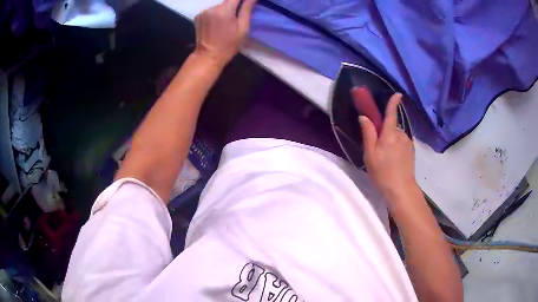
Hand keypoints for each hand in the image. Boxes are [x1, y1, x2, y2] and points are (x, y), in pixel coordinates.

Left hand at [194, 0, 256, 67]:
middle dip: (233, 7)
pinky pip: (211, 11)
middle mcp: (212, 8)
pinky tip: (216, 24)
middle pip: (227, 1)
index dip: (242, 0)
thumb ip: (247, 10)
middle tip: (235, 19)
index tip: (245, 4)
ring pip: (219, 6)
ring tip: (225, 23)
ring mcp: (203, 12)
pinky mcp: (198, 16)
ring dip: (224, 11)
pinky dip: (215, 15)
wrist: (208, 56)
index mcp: (224, 10)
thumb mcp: (243, 28)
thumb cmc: (229, 44)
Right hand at [358, 93, 416, 205]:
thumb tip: (364, 117)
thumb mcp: (370, 154)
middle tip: (377, 148)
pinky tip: (393, 160)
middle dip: (385, 132)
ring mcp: (408, 142)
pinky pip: (402, 142)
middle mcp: (401, 135)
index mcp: (390, 134)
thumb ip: (368, 134)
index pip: (391, 114)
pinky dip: (396, 146)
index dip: (393, 102)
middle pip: (392, 126)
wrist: (401, 189)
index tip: (397, 94)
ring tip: (386, 157)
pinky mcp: (411, 150)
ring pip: (396, 135)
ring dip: (391, 140)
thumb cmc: (383, 172)